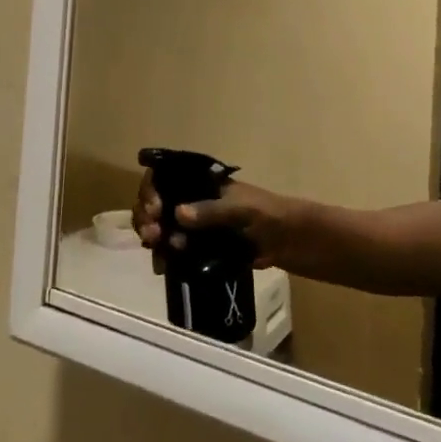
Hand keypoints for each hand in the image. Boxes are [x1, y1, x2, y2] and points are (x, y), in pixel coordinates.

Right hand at [137, 176, 312, 271]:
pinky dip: (165, 254)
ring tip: (155, 249)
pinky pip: (175, 248)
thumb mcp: (241, 210)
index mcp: (203, 181)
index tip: (155, 209)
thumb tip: (178, 213)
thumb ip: (211, 211)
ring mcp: (197, 224)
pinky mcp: (201, 247)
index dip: (153, 190)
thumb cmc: (269, 215)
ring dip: (154, 235)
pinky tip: (162, 264)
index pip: (166, 177)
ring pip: (163, 225)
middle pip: (159, 201)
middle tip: (151, 234)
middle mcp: (195, 199)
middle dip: (148, 215)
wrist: (292, 242)